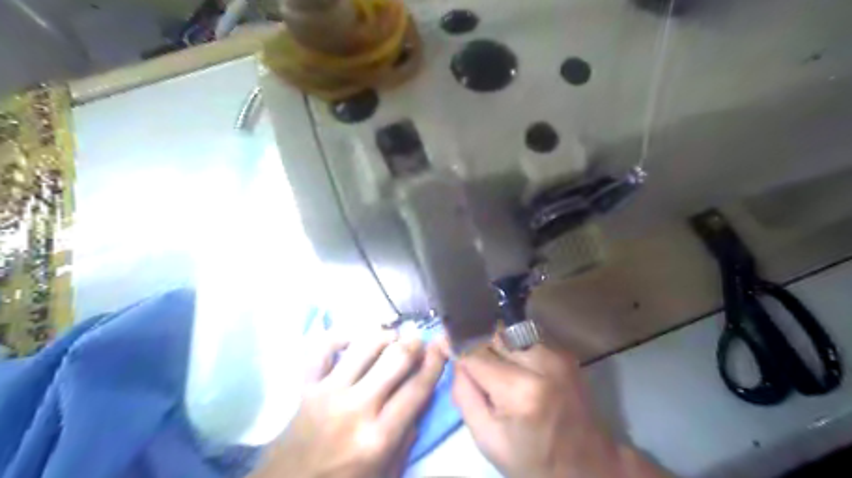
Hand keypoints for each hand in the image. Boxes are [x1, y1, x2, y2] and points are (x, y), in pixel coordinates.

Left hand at [256, 332, 446, 476]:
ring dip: (383, 336)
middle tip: (419, 337)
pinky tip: (354, 337)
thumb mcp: (385, 473)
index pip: (416, 390)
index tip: (442, 345)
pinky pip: (323, 349)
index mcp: (378, 438)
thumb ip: (406, 438)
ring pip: (363, 346)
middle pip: (394, 360)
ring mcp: (327, 393)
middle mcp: (355, 408)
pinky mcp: (306, 386)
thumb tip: (419, 400)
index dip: (434, 363)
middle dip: (412, 343)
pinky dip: (340, 336)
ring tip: (392, 336)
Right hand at [448, 337, 668, 477]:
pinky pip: (526, 339)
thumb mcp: (487, 439)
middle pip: (492, 336)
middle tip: (475, 369)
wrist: (588, 465)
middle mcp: (541, 362)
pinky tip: (520, 373)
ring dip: (497, 349)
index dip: (455, 346)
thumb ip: (464, 393)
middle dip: (478, 348)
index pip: (475, 352)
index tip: (441, 342)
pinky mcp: (565, 352)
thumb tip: (452, 353)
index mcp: (520, 390)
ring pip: (508, 334)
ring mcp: (557, 354)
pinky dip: (515, 351)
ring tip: (501, 375)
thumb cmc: (533, 461)